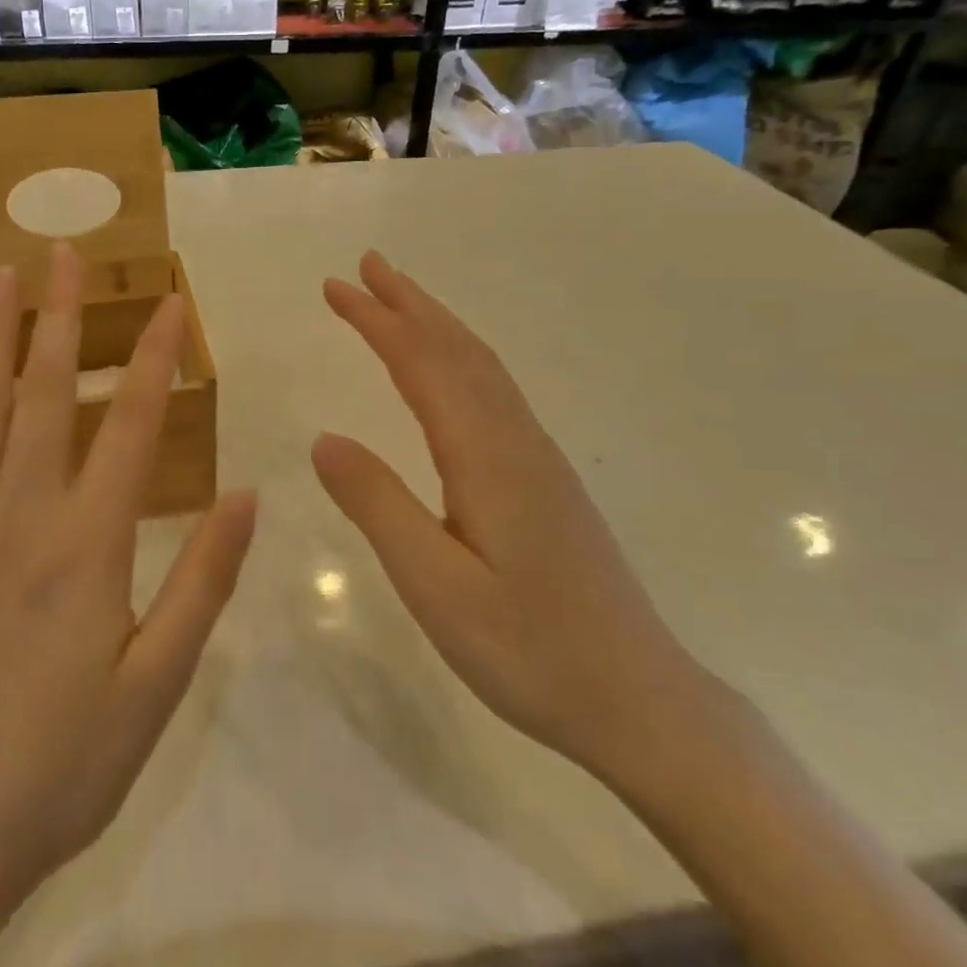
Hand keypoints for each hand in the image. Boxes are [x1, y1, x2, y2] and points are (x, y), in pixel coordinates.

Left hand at [0, 243, 254, 966]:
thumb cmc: (60, 762)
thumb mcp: (157, 683)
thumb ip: (203, 579)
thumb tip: (248, 494)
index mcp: (90, 538)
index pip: (135, 421)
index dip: (157, 355)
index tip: (171, 299)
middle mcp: (23, 510)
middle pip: (45, 390)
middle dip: (59, 314)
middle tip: (61, 251)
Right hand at [312, 251, 704, 774]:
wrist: (641, 701)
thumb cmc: (530, 650)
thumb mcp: (435, 587)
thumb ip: (378, 505)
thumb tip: (324, 438)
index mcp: (485, 455)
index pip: (422, 364)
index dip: (377, 320)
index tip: (335, 286)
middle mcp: (515, 439)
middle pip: (457, 349)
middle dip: (408, 302)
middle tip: (366, 265)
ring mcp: (538, 457)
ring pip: (481, 366)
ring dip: (436, 324)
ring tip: (399, 300)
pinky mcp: (546, 479)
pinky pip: (495, 391)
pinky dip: (461, 357)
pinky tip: (452, 371)